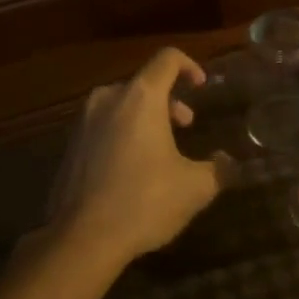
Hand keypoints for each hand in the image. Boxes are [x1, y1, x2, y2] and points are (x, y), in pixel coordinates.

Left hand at [45, 48, 227, 272]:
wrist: (81, 239)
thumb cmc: (144, 202)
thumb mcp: (194, 188)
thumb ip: (218, 169)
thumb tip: (229, 163)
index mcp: (140, 97)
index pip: (167, 59)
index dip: (189, 66)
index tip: (202, 86)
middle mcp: (108, 99)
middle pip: (143, 83)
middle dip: (169, 100)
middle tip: (186, 124)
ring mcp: (83, 122)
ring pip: (121, 104)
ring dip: (145, 117)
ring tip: (161, 148)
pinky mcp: (69, 146)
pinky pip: (102, 126)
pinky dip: (122, 134)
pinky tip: (133, 169)